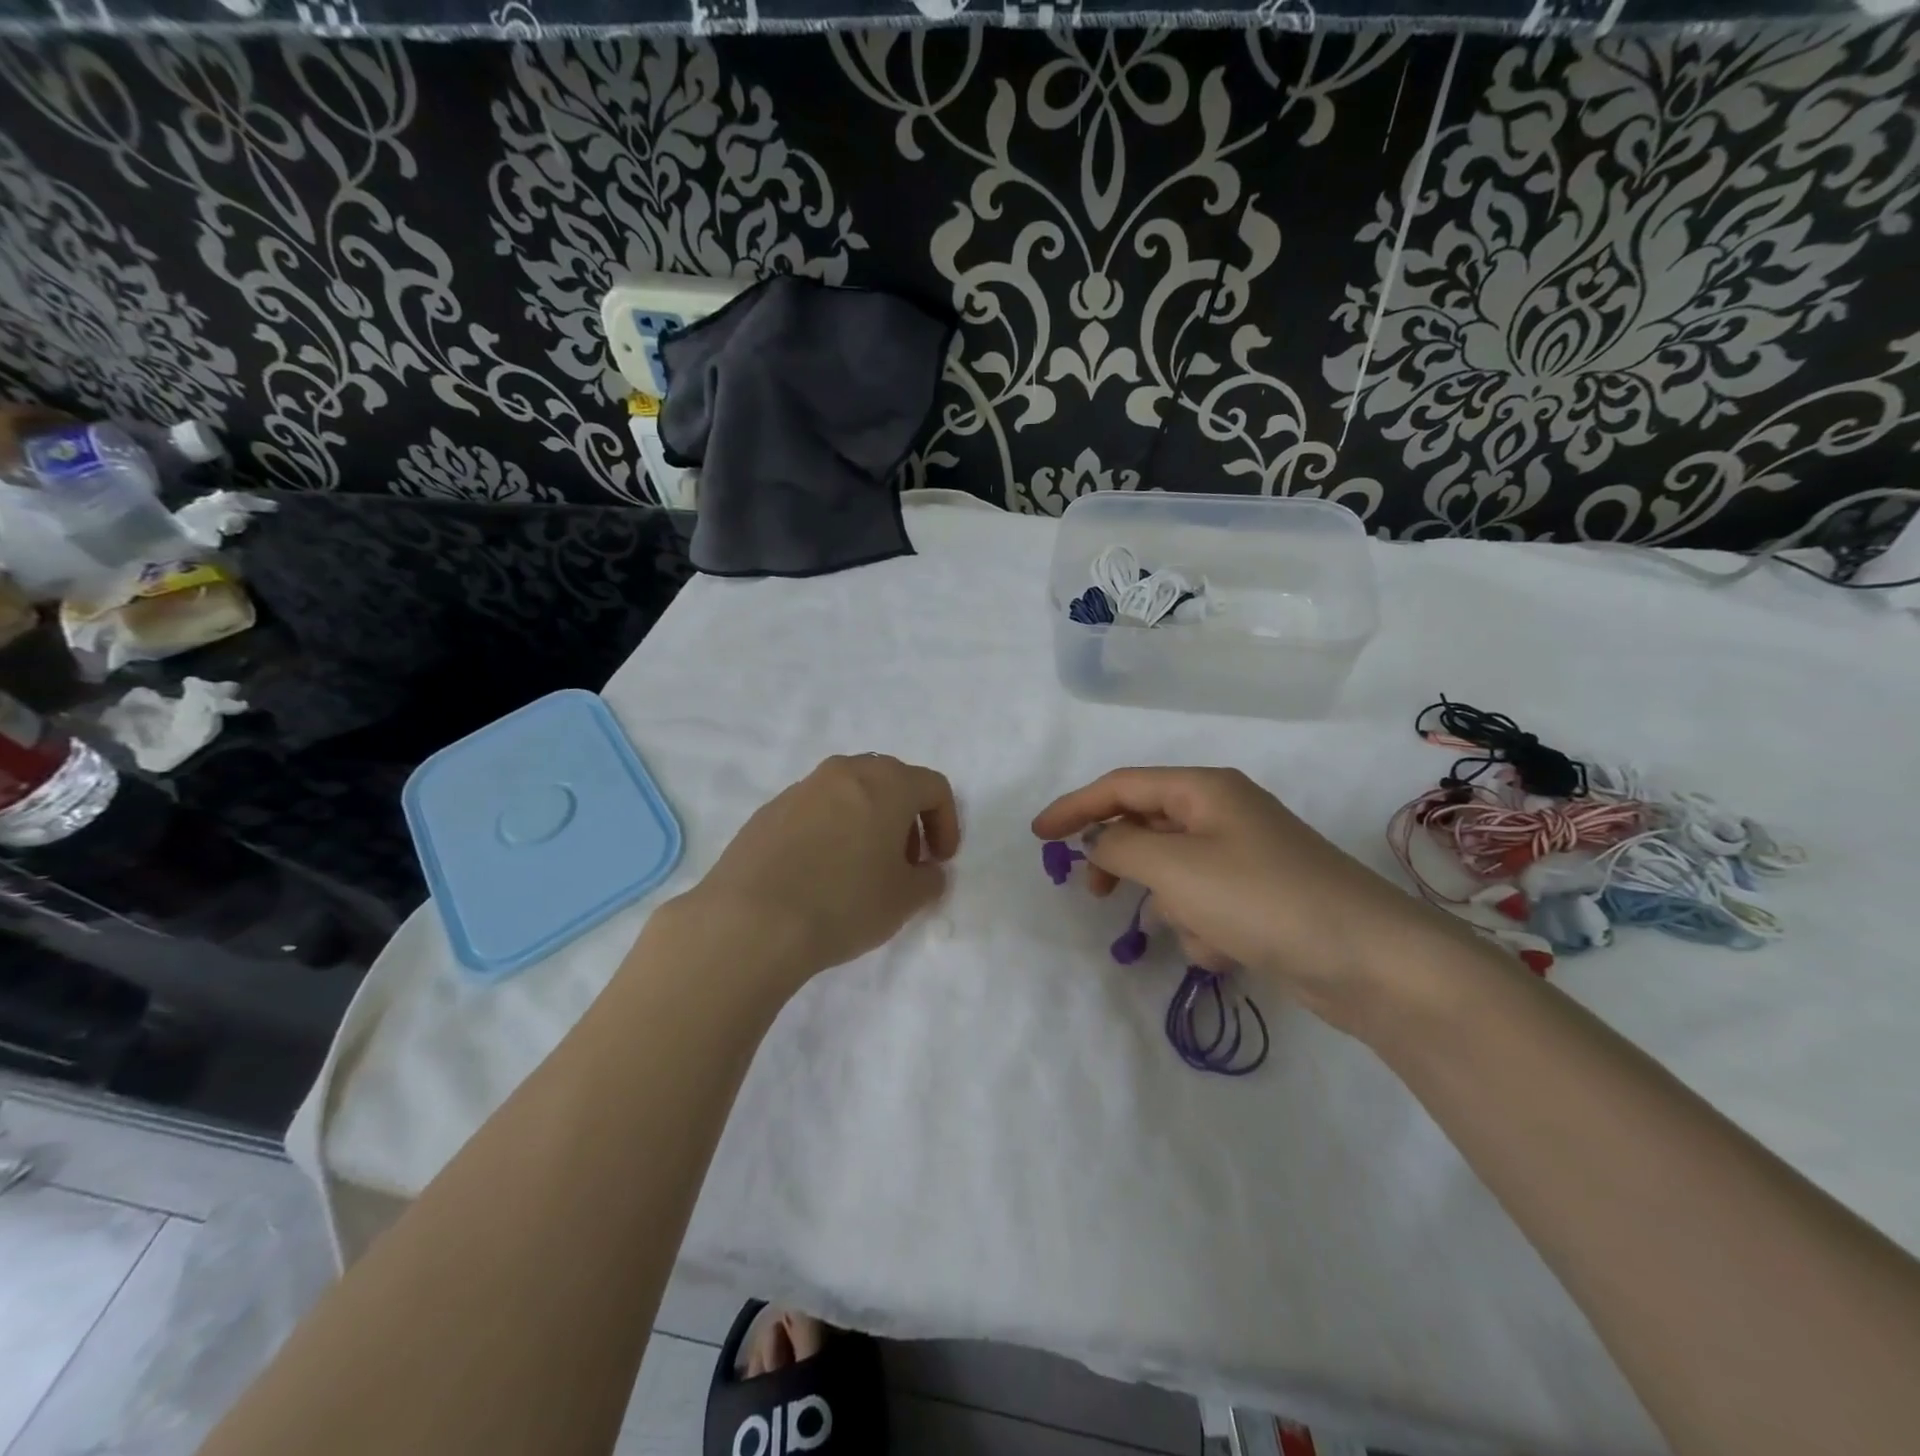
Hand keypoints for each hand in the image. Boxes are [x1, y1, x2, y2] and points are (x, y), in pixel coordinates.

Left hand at [671, 754, 959, 989]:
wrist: (751, 920)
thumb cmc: (844, 903)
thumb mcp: (905, 900)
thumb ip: (929, 879)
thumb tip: (926, 871)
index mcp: (886, 783)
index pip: (933, 787)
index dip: (946, 823)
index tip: (940, 861)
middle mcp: (844, 773)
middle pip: (890, 781)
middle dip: (907, 818)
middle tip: (905, 862)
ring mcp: (801, 789)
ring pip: (849, 793)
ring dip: (868, 821)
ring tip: (862, 868)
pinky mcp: (768, 811)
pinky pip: (815, 811)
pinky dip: (831, 831)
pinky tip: (820, 874)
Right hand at [1032, 767, 1456, 1030]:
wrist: (1370, 960)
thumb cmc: (1261, 898)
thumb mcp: (1175, 867)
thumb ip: (1120, 848)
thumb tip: (1099, 844)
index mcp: (1204, 789)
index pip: (1121, 786)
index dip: (1074, 806)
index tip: (1037, 836)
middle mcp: (1224, 813)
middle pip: (1147, 825)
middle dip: (1122, 861)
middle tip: (1091, 890)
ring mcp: (1246, 855)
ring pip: (1176, 872)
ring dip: (1171, 903)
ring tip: (1191, 930)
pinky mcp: (1261, 897)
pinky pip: (1206, 903)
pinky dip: (1203, 926)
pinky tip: (1225, 950)